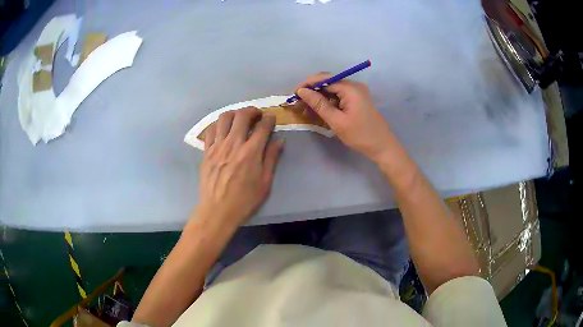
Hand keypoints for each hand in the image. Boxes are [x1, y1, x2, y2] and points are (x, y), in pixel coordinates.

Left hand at [196, 107, 283, 225]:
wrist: (217, 211)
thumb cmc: (244, 200)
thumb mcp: (265, 182)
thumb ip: (271, 158)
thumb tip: (279, 139)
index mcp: (251, 152)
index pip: (263, 126)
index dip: (269, 119)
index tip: (271, 119)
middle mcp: (233, 143)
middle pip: (242, 115)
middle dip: (252, 111)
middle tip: (257, 115)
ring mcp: (217, 146)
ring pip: (224, 118)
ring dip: (234, 114)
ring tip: (239, 119)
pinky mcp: (206, 151)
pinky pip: (211, 130)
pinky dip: (218, 125)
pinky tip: (223, 130)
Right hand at [296, 73, 397, 162]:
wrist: (382, 146)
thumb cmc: (360, 135)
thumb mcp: (337, 121)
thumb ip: (319, 104)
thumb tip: (302, 91)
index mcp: (350, 88)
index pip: (325, 79)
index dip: (308, 84)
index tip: (294, 95)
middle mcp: (354, 86)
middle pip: (328, 83)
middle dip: (312, 92)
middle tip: (298, 104)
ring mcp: (356, 93)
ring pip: (332, 91)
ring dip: (318, 98)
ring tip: (305, 110)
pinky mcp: (356, 100)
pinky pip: (338, 97)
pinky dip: (328, 103)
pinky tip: (318, 112)